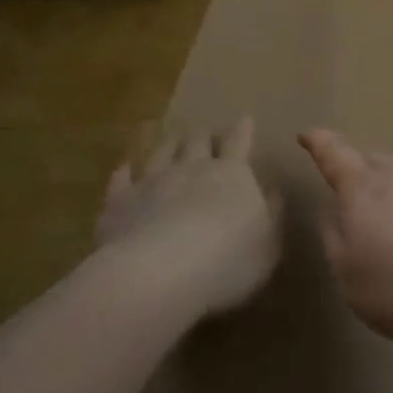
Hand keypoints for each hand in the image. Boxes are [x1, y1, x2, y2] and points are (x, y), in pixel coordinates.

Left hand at [98, 118, 281, 316]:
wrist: (157, 274)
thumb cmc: (227, 260)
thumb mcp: (268, 243)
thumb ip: (272, 213)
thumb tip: (273, 190)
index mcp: (232, 174)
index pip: (239, 143)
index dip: (243, 130)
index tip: (245, 118)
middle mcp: (191, 168)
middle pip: (197, 141)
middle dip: (203, 135)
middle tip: (204, 131)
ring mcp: (152, 182)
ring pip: (161, 152)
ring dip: (168, 143)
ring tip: (171, 137)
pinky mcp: (119, 202)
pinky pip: (121, 179)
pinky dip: (125, 171)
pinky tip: (124, 169)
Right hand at [299, 129, 392, 346]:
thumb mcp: (348, 275)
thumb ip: (335, 238)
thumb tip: (333, 211)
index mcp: (362, 189)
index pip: (334, 155)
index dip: (319, 143)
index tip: (307, 134)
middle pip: (372, 161)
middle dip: (357, 170)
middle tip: (350, 194)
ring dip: (392, 186)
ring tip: (390, 215)